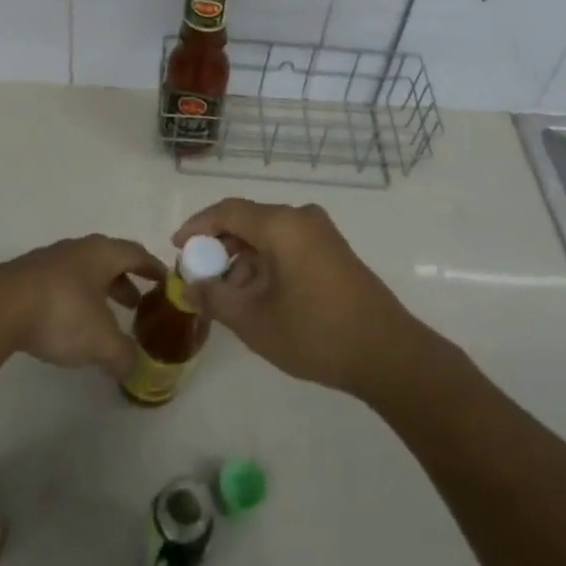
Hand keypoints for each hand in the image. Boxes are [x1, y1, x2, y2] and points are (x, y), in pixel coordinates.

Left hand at [0, 235, 164, 381]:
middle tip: (137, 305)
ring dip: (99, 291)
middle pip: (110, 260)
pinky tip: (70, 323)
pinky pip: (62, 283)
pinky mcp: (26, 276)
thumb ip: (123, 355)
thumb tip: (135, 368)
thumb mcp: (101, 342)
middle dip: (125, 281)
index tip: (166, 283)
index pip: (137, 254)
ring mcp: (50, 260)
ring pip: (84, 271)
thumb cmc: (61, 313)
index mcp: (102, 253)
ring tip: (105, 318)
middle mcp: (78, 249)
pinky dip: (75, 299)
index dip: (153, 268)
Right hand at [172, 198, 425, 397]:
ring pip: (268, 235)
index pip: (227, 211)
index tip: (177, 247)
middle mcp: (301, 218)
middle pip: (248, 221)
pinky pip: (288, 245)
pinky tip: (258, 296)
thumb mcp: (254, 321)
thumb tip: (191, 286)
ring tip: (227, 296)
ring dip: (243, 259)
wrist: (388, 353)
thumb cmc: (316, 333)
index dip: (197, 226)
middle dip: (219, 247)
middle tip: (199, 276)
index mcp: (281, 225)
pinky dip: (266, 263)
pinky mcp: (334, 251)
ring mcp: (322, 233)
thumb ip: (216, 299)